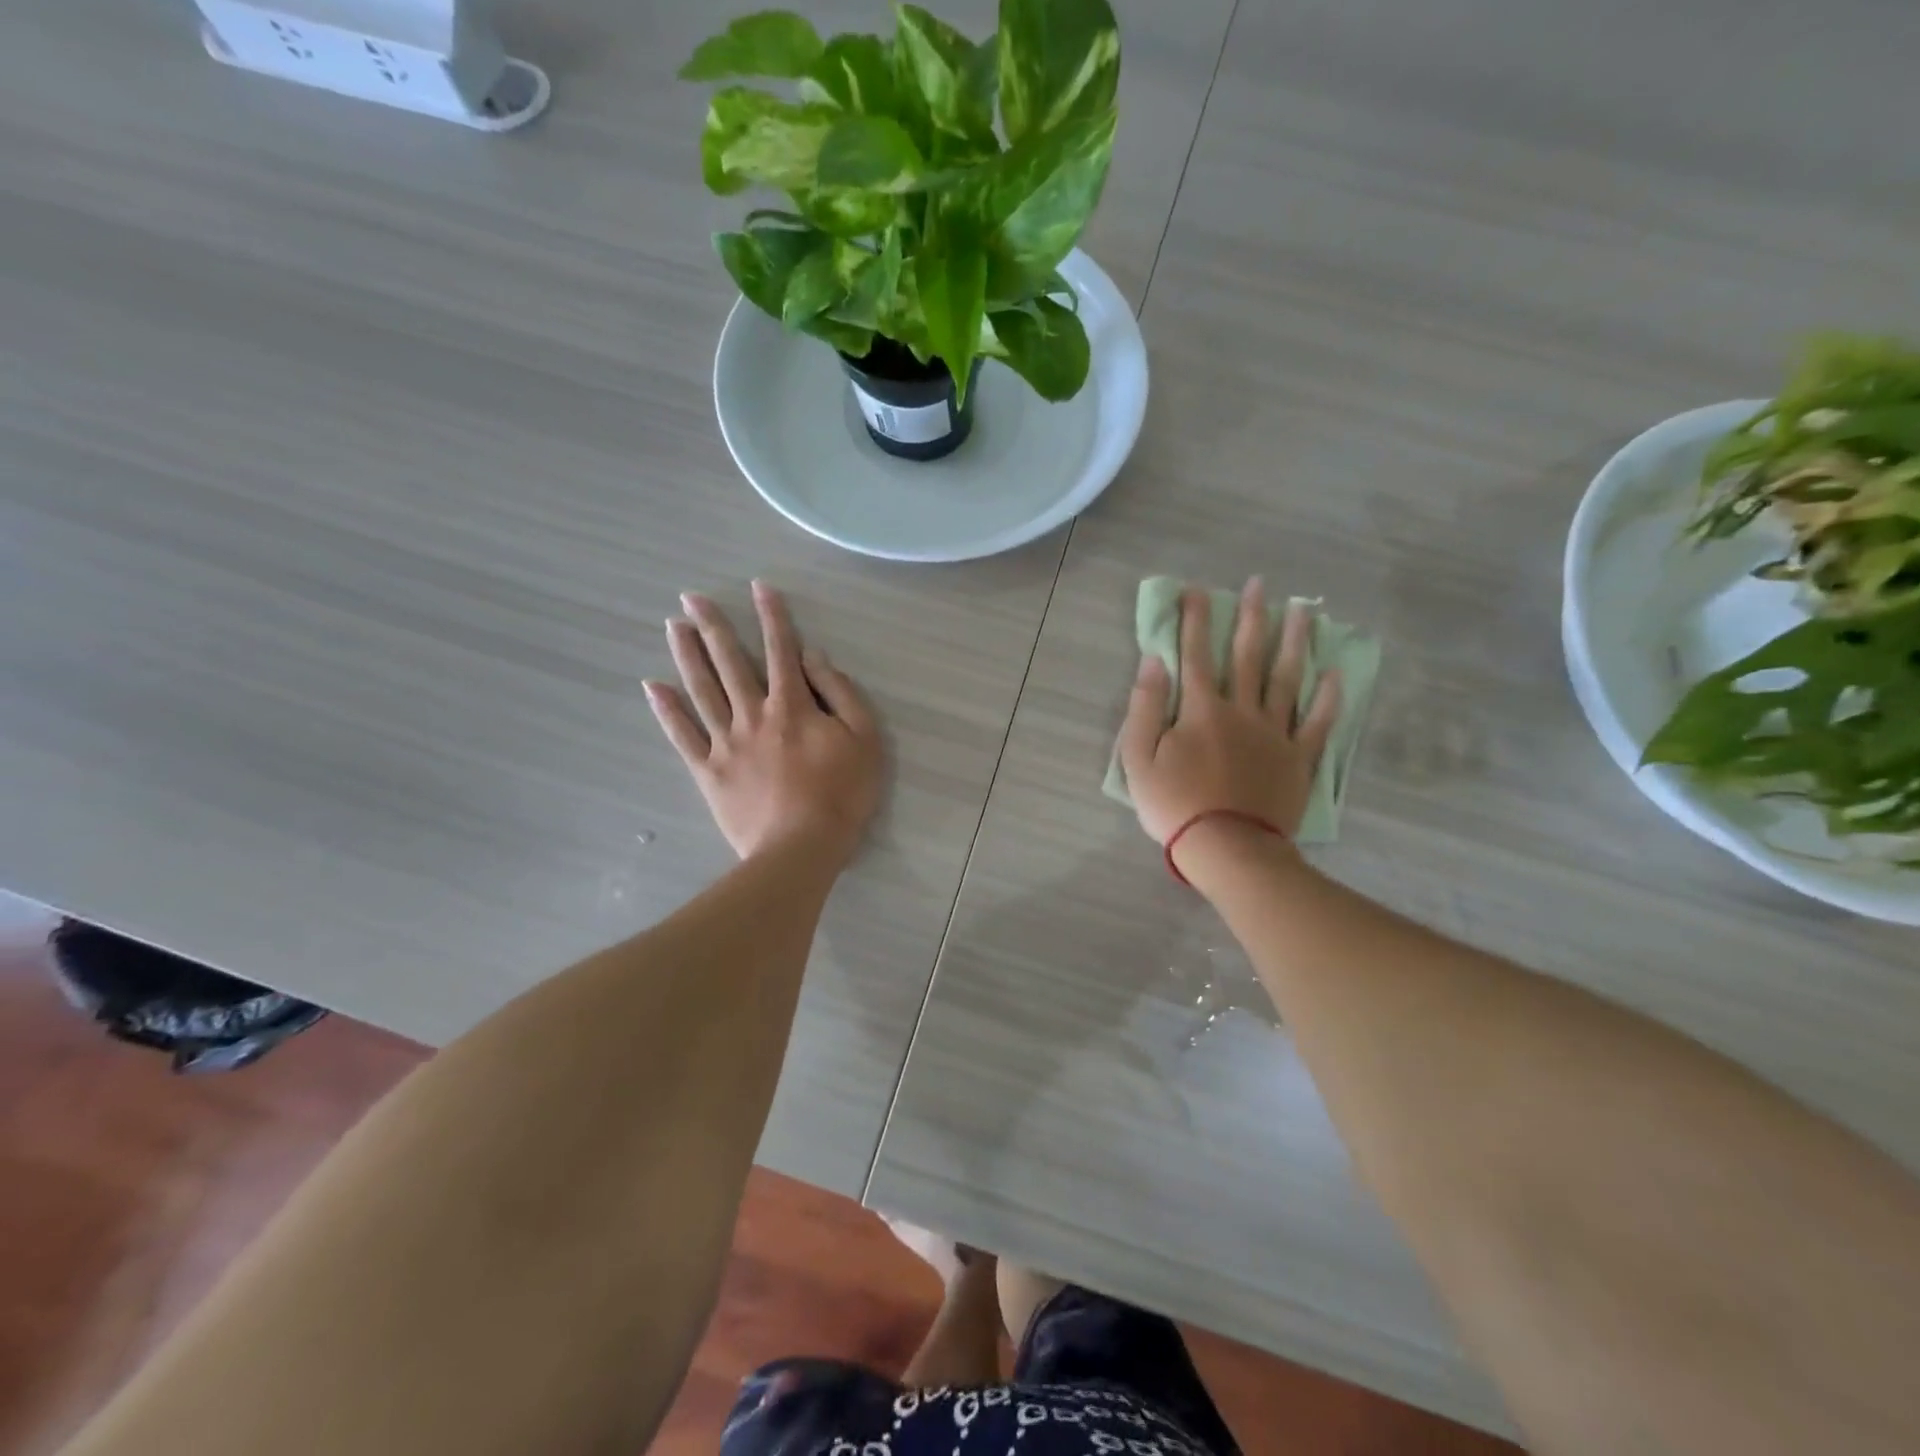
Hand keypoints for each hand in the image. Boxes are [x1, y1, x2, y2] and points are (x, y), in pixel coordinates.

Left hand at [646, 582, 882, 864]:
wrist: (801, 848)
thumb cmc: (842, 794)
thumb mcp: (864, 739)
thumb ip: (840, 693)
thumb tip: (812, 657)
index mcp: (793, 705)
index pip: (780, 650)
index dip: (772, 616)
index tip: (759, 587)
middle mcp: (754, 714)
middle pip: (730, 662)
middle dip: (712, 625)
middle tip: (691, 596)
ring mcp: (726, 742)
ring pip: (702, 690)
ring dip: (686, 655)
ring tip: (674, 626)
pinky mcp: (709, 771)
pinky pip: (682, 736)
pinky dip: (666, 711)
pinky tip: (652, 687)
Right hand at [1119, 580, 1340, 861]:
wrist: (1228, 848)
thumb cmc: (1175, 805)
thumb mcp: (1138, 758)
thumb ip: (1145, 707)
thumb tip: (1153, 662)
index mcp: (1202, 710)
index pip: (1196, 654)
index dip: (1195, 620)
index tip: (1197, 590)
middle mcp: (1242, 710)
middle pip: (1248, 656)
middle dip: (1252, 617)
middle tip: (1260, 584)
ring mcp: (1276, 733)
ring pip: (1287, 679)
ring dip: (1294, 642)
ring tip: (1304, 610)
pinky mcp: (1299, 758)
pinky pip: (1318, 722)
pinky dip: (1329, 698)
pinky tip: (1336, 674)